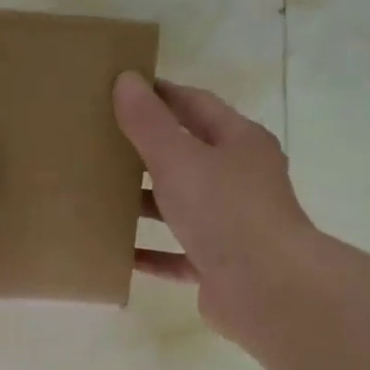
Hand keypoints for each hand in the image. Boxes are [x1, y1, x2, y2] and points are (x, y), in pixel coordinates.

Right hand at [113, 71, 328, 346]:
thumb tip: (126, 80)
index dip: (160, 95)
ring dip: (147, 203)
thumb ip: (149, 123)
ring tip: (101, 196)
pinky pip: (178, 255)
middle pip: (189, 156)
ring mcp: (233, 225)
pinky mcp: (220, 266)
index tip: (121, 90)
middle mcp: (241, 180)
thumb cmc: (225, 210)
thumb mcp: (179, 159)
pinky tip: (120, 252)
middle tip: (101, 143)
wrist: (268, 289)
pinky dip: (152, 253)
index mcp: (240, 143)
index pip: (196, 105)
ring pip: (182, 207)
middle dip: (147, 151)